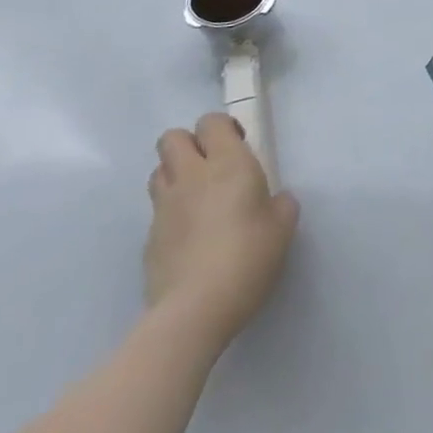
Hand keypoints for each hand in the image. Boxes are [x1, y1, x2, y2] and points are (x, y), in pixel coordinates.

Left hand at [144, 114, 297, 350]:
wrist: (194, 309)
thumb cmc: (248, 257)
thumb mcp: (283, 226)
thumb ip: (280, 203)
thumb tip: (273, 200)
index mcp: (229, 165)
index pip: (211, 123)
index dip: (223, 127)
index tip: (240, 145)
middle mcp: (192, 177)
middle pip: (172, 138)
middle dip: (191, 143)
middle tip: (214, 164)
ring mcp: (164, 207)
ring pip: (159, 169)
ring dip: (177, 173)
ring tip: (200, 195)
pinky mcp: (149, 237)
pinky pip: (158, 208)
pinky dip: (172, 210)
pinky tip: (191, 234)